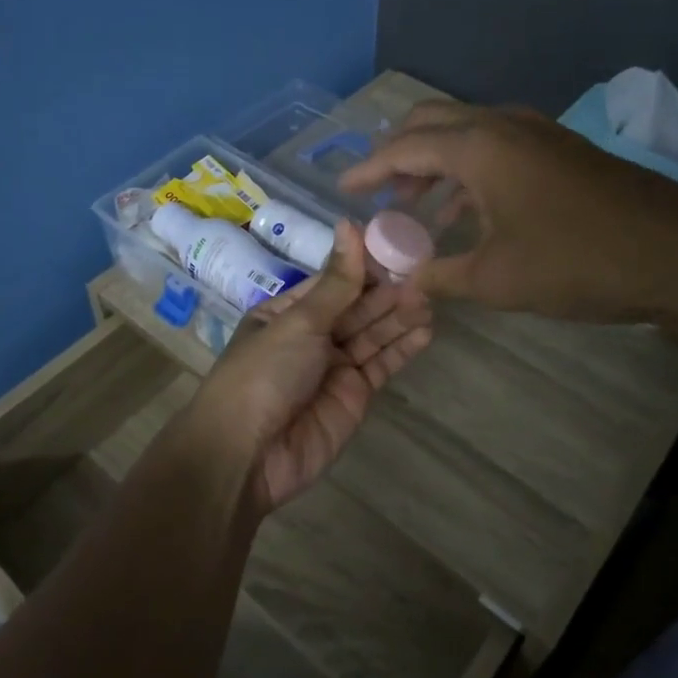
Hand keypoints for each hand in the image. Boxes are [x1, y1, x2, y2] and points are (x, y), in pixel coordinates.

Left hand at [189, 221, 432, 511]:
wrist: (247, 454)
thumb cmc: (263, 373)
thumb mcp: (298, 322)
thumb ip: (336, 281)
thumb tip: (349, 223)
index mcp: (286, 312)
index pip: (333, 281)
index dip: (364, 265)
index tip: (398, 245)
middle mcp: (311, 336)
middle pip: (357, 307)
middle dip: (387, 292)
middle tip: (424, 274)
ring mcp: (334, 368)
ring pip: (373, 335)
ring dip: (399, 317)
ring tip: (430, 298)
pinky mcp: (354, 397)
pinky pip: (381, 366)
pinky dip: (402, 349)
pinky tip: (425, 330)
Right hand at [339, 100, 677, 321]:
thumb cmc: (576, 261)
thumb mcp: (496, 279)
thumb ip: (440, 277)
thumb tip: (403, 284)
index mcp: (478, 147)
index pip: (403, 147)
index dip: (368, 170)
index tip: (343, 190)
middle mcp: (502, 125)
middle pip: (431, 122)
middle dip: (398, 154)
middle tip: (379, 193)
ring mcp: (535, 132)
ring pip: (465, 131)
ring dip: (434, 162)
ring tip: (416, 206)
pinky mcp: (558, 149)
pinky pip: (495, 145)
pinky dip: (467, 169)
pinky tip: (468, 211)